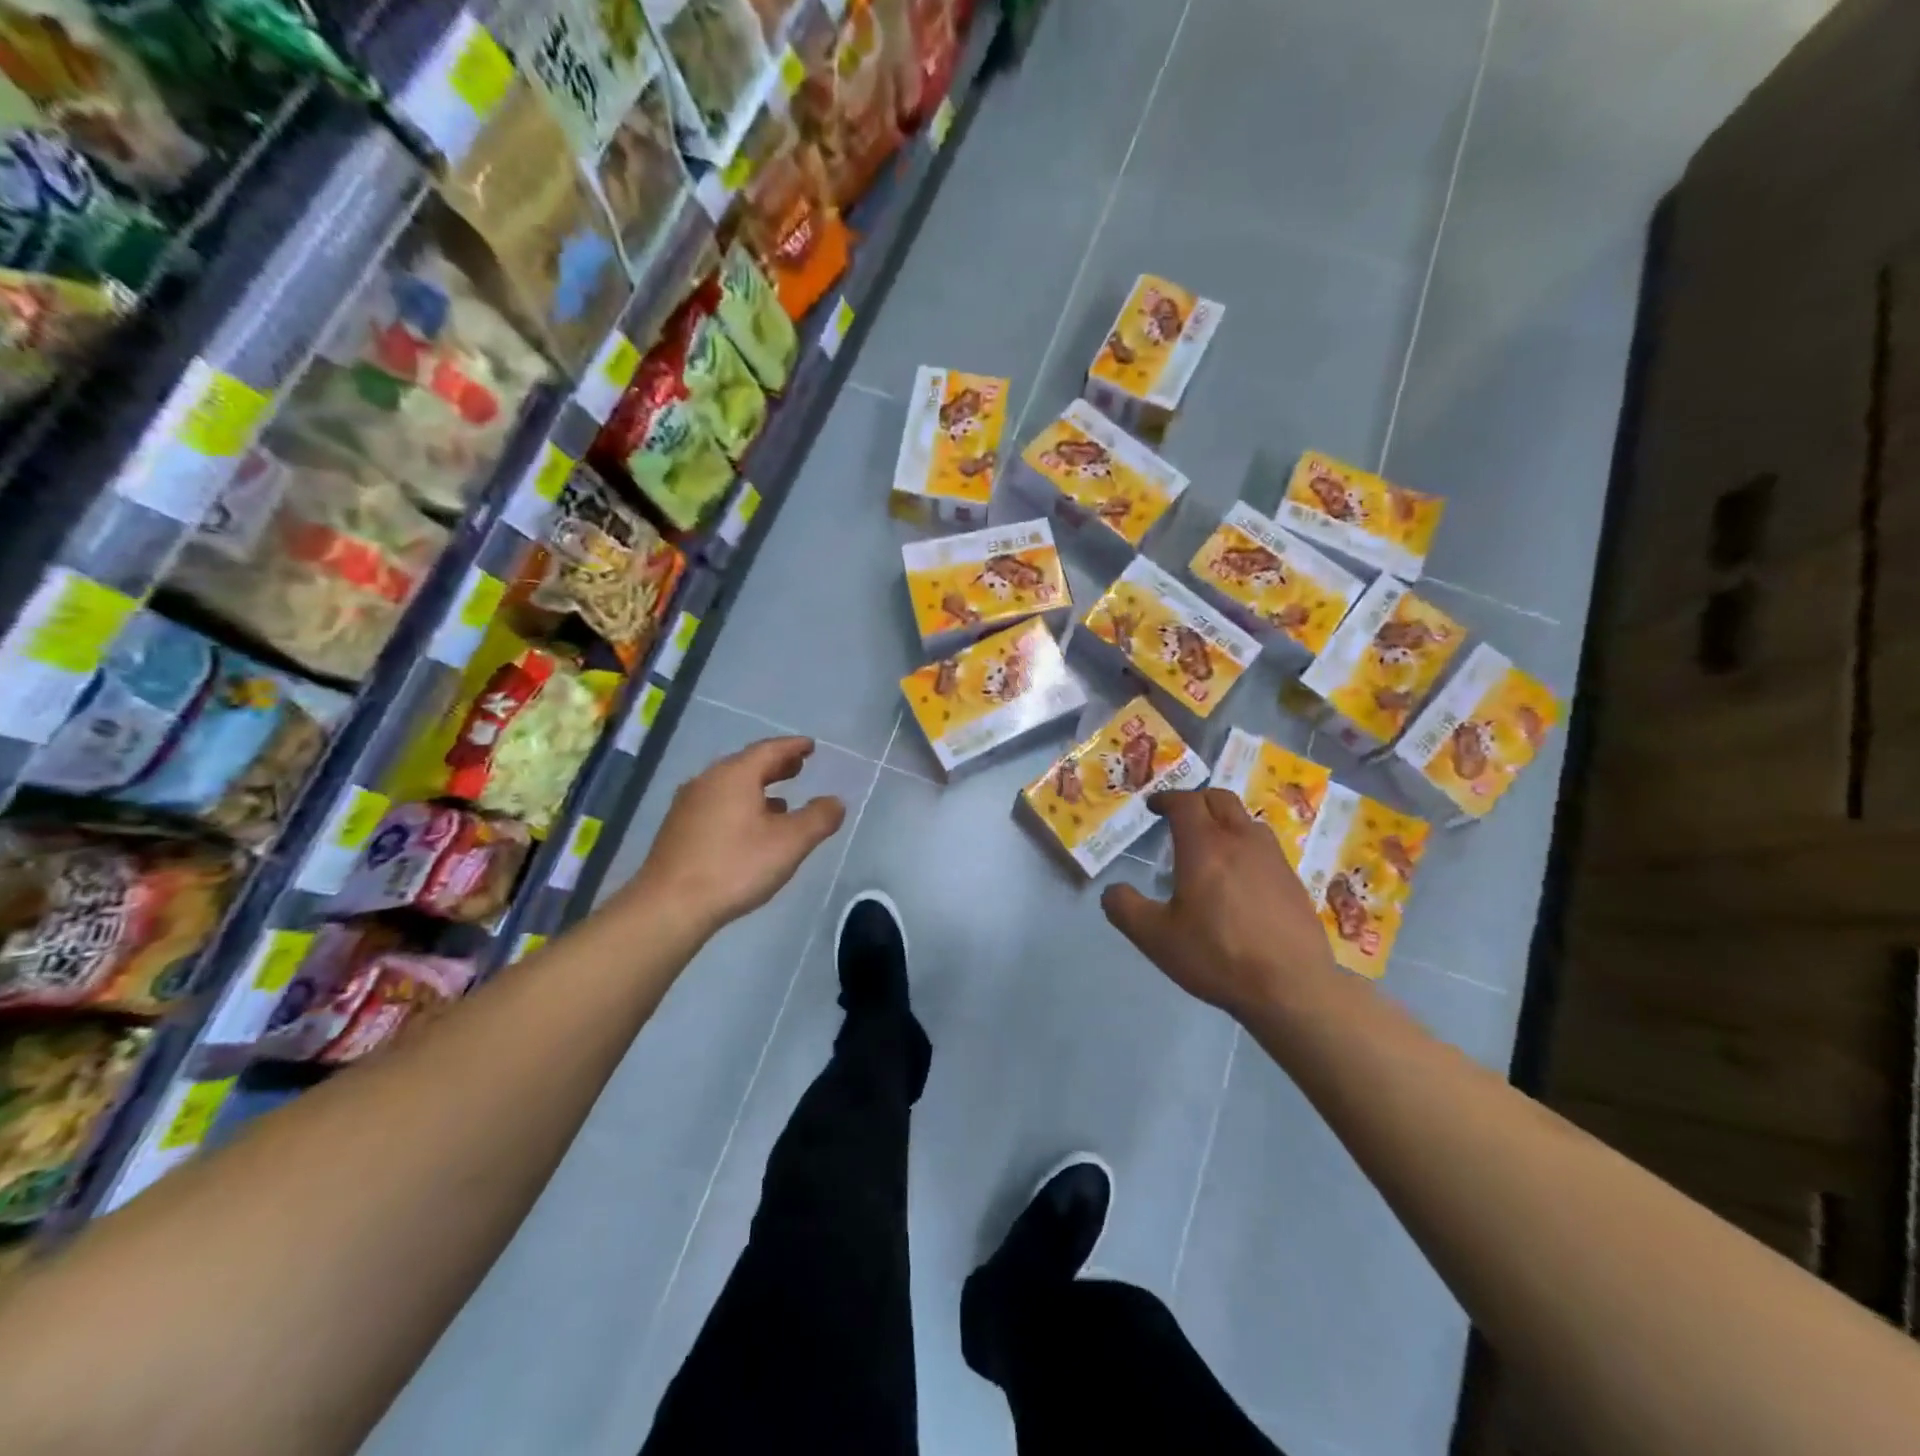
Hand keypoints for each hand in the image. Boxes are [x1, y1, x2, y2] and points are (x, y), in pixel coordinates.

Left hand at [626, 737, 845, 936]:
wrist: (670, 906)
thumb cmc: (735, 866)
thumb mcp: (790, 843)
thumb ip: (818, 818)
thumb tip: (836, 801)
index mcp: (735, 775)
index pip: (769, 749)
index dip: (793, 747)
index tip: (810, 746)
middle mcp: (708, 781)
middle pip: (747, 764)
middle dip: (775, 765)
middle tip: (798, 767)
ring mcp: (688, 804)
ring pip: (730, 785)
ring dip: (758, 787)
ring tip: (781, 800)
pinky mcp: (678, 829)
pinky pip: (717, 804)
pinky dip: (740, 804)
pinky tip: (749, 828)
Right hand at [1102, 788, 1338, 1021]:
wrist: (1292, 988)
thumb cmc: (1218, 957)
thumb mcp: (1155, 938)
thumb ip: (1125, 908)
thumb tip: (1113, 890)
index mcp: (1204, 846)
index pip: (1185, 802)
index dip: (1166, 798)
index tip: (1153, 807)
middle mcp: (1241, 841)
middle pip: (1219, 799)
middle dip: (1196, 800)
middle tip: (1179, 816)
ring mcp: (1272, 858)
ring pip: (1246, 820)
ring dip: (1224, 820)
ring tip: (1210, 844)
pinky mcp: (1293, 880)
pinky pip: (1264, 846)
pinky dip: (1245, 846)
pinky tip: (1240, 877)